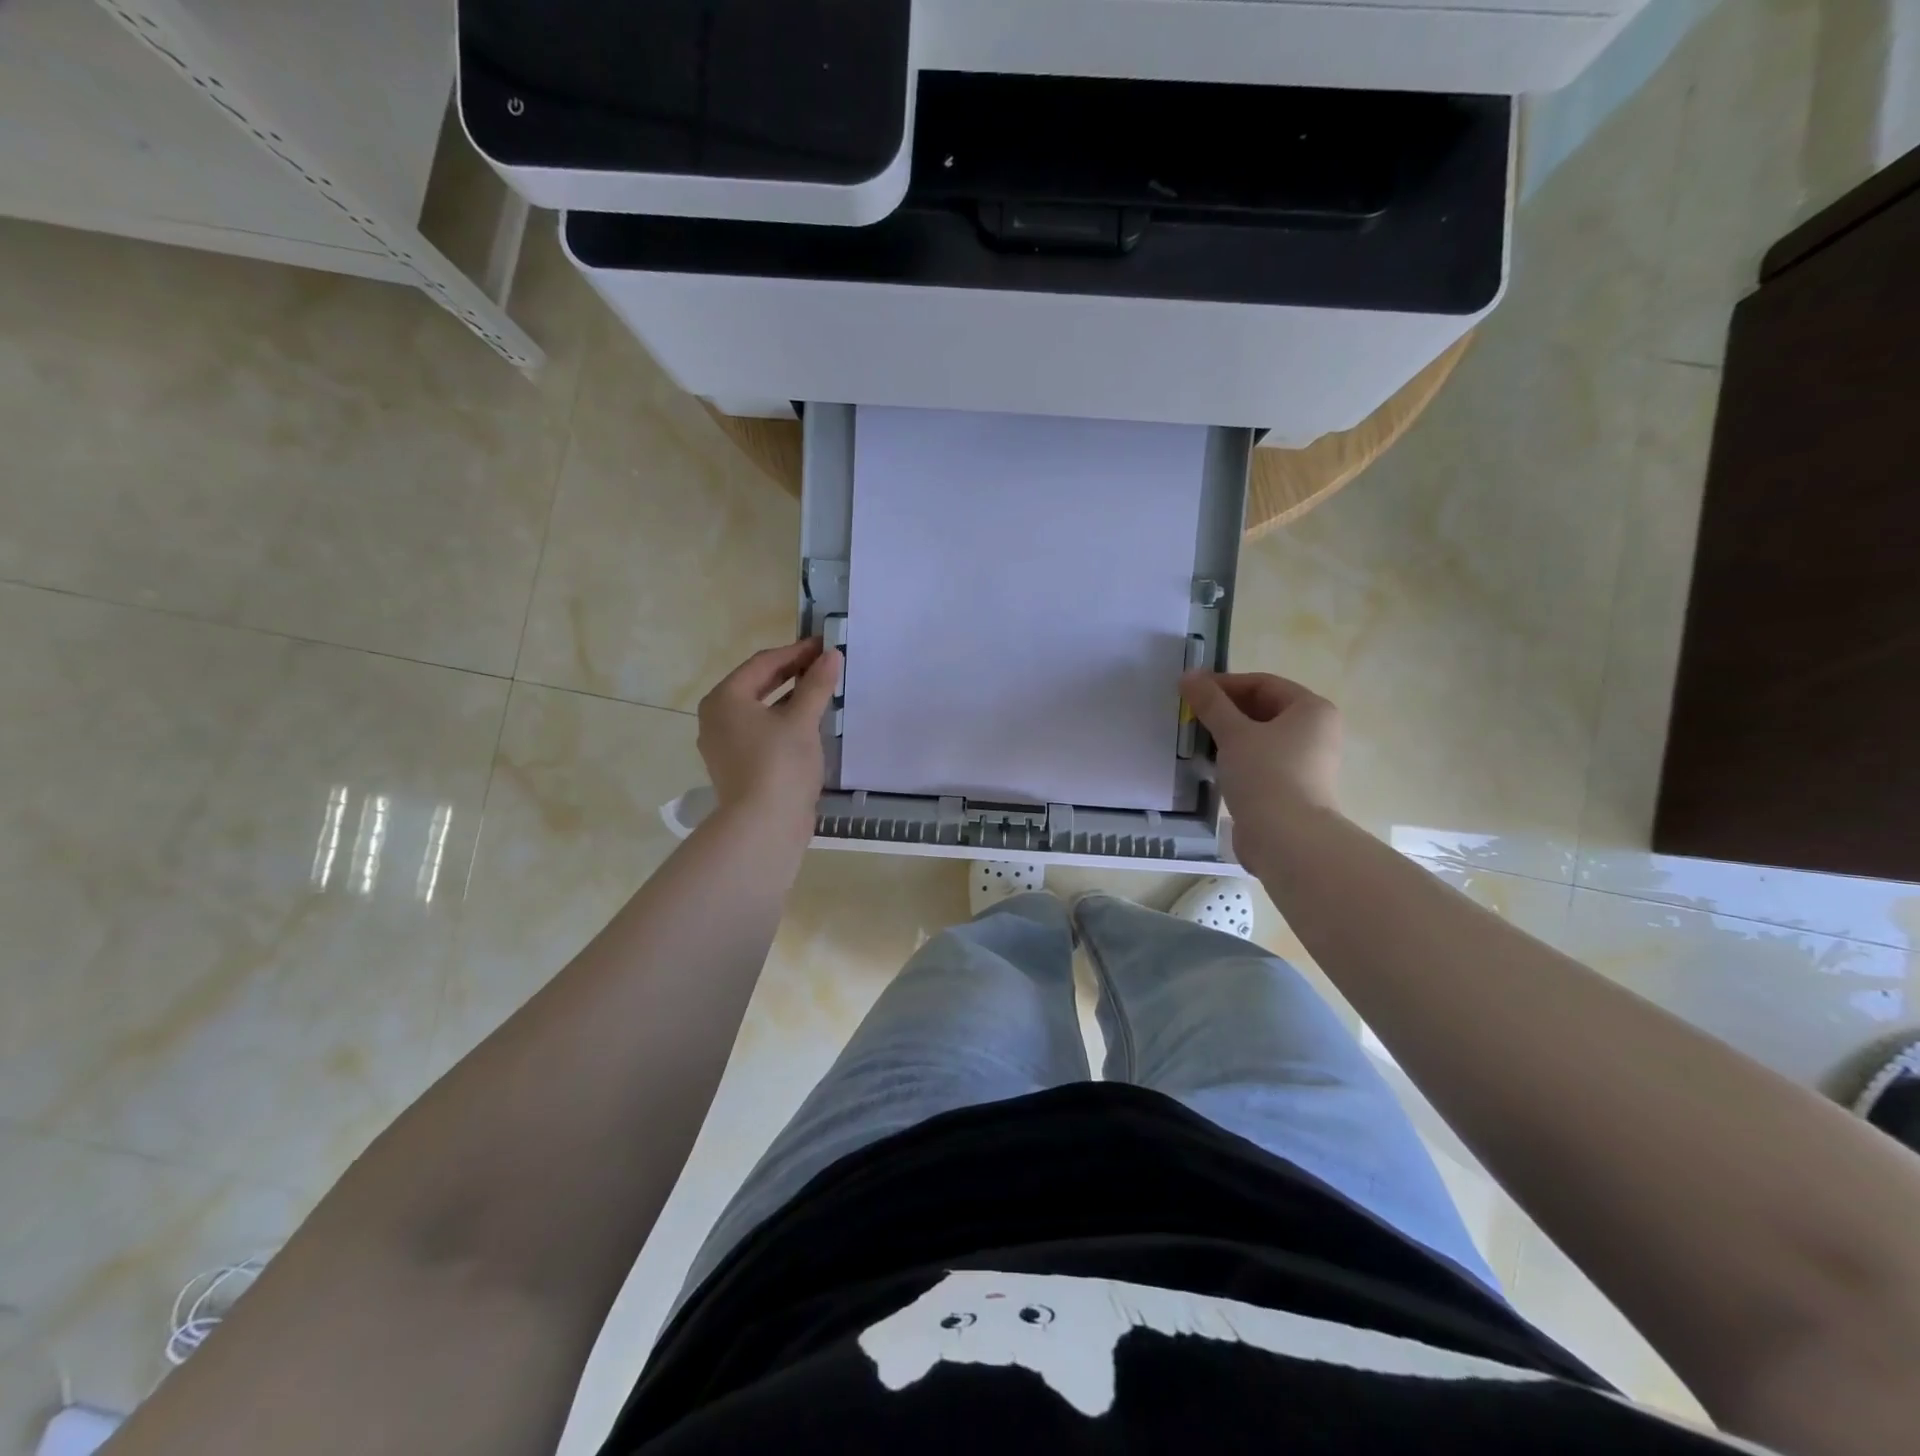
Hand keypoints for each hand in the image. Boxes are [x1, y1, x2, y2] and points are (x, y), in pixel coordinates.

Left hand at [698, 640, 841, 835]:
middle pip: (758, 684)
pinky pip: (761, 732)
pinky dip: (783, 722)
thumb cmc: (779, 765)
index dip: (796, 651)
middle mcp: (717, 718)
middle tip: (824, 664)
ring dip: (790, 698)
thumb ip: (816, 685)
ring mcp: (724, 745)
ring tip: (820, 691)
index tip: (824, 645)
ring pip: (760, 710)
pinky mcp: (738, 766)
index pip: (763, 663)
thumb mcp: (802, 720)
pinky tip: (808, 724)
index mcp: (725, 699)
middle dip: (792, 673)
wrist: (763, 827)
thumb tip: (831, 655)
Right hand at [1180, 670, 1343, 864]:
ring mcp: (1306, 762)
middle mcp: (1315, 731)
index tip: (1190, 692)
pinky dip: (1236, 759)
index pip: (1262, 684)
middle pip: (1262, 709)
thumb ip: (1210, 703)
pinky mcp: (1291, 788)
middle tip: (1190, 717)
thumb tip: (1188, 675)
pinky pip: (1260, 762)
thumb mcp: (1233, 733)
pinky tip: (1211, 766)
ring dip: (1228, 736)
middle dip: (1225, 711)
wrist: (1287, 839)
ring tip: (1195, 741)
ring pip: (1260, 737)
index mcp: (1311, 710)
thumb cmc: (1265, 774)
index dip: (1224, 684)